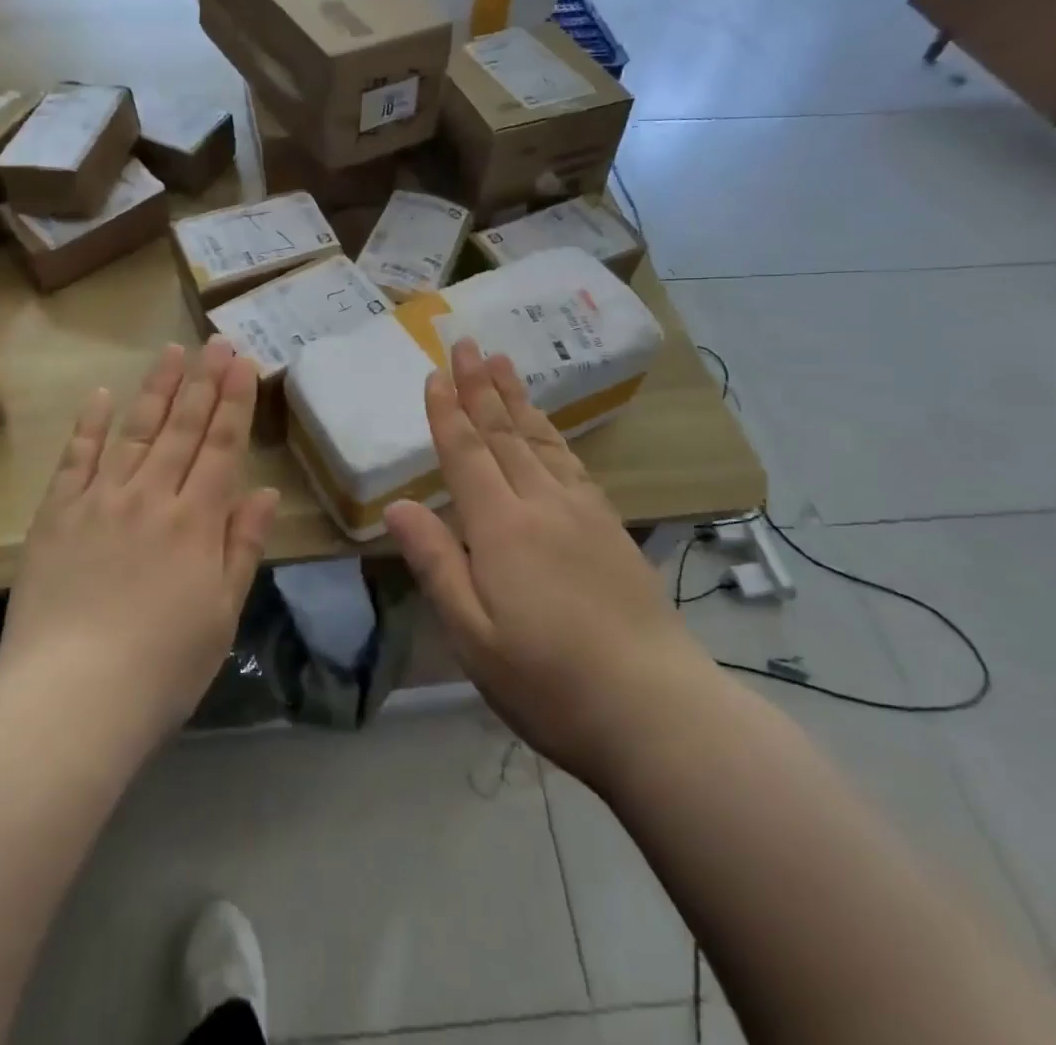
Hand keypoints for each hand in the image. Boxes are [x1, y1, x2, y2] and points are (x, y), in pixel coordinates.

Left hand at [0, 340, 278, 751]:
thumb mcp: (223, 612)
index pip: (221, 446)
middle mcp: (151, 496)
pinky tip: (102, 395)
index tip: (242, 363)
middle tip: (215, 341)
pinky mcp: (57, 515)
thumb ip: (243, 546)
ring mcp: (99, 501)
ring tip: (171, 351)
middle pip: (182, 427)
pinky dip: (90, 425)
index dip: (234, 402)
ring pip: (135, 431)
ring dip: (156, 388)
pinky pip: (76, 459)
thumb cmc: (163, 665)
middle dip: (203, 381)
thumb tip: (265, 491)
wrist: (70, 698)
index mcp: (196, 521)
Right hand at [384, 340, 709, 791]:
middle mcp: (543, 504)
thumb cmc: (549, 682)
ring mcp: (584, 513)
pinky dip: (552, 435)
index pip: (466, 454)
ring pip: (541, 441)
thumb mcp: (474, 636)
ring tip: (503, 365)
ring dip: (518, 400)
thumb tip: (398, 506)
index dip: (448, 413)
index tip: (436, 373)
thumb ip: (436, 564)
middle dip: (481, 387)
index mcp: (502, 527)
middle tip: (468, 344)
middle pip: (504, 434)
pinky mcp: (612, 529)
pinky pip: (572, 464)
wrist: (657, 710)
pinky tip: (549, 430)